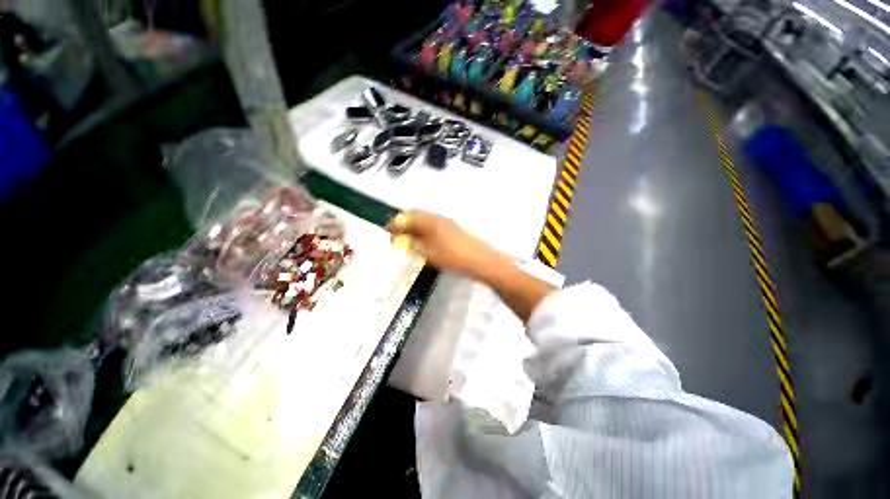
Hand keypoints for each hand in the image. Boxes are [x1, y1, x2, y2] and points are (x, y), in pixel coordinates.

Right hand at [388, 210, 503, 277]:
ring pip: (425, 221)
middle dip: (404, 224)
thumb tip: (398, 241)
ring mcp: (446, 223)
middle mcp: (437, 218)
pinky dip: (423, 231)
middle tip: (396, 236)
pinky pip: (432, 226)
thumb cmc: (452, 257)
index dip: (395, 224)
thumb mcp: (429, 253)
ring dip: (414, 227)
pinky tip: (423, 242)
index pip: (407, 216)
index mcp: (430, 221)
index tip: (388, 233)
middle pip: (416, 215)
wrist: (480, 260)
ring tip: (407, 241)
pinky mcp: (452, 230)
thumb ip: (412, 245)